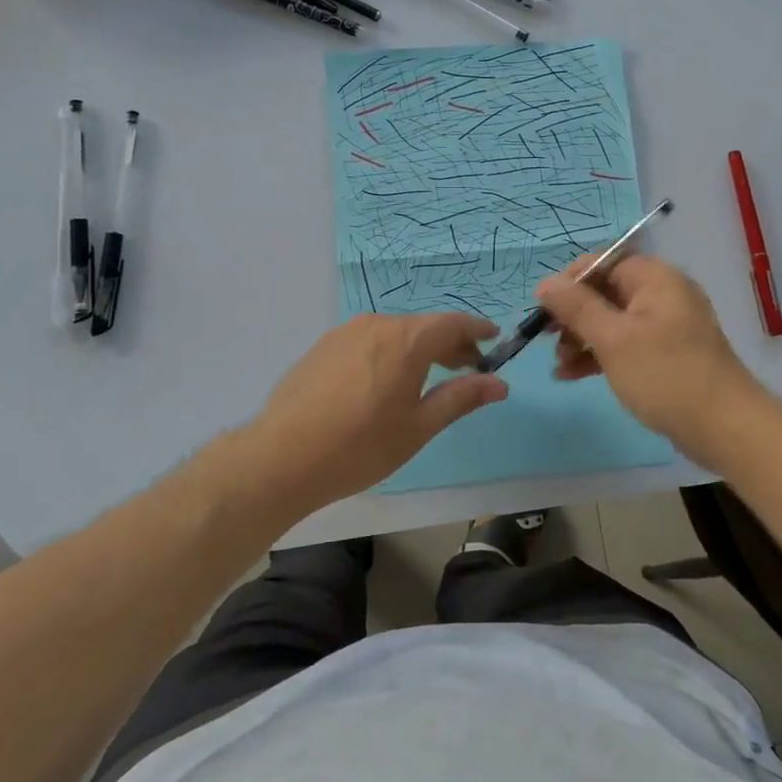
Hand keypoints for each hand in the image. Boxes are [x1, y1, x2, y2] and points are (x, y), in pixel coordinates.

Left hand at [241, 313, 507, 515]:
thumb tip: (499, 383)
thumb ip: (461, 398)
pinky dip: (388, 353)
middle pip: (423, 327)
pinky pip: (368, 341)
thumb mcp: (419, 426)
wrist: (282, 458)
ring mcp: (345, 333)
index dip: (477, 330)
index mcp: (407, 340)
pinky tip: (384, 381)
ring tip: (427, 377)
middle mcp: (377, 325)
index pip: (453, 324)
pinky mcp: (322, 347)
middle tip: (467, 368)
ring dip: (418, 349)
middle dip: (450, 344)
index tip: (494, 339)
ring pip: (394, 333)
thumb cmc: (361, 446)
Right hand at [535, 255, 761, 458]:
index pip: (603, 261)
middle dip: (573, 314)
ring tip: (559, 364)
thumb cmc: (666, 374)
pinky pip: (625, 345)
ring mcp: (666, 327)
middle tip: (546, 339)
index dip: (570, 281)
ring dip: (582, 338)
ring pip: (612, 321)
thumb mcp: (613, 339)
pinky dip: (600, 355)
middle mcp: (662, 294)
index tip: (544, 308)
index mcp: (655, 278)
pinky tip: (571, 375)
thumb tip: (545, 283)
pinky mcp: (666, 355)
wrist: (724, 427)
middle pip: (605, 291)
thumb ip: (576, 308)